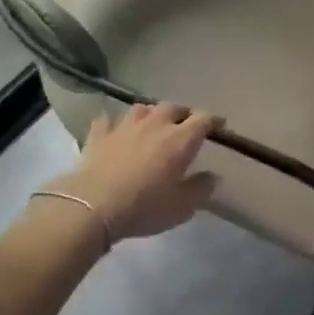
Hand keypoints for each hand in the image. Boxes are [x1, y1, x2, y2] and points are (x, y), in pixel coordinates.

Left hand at [48, 103, 218, 243]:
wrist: (93, 205)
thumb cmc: (144, 207)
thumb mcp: (182, 207)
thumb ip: (201, 188)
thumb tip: (213, 176)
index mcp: (179, 139)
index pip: (203, 120)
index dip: (213, 120)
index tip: (219, 125)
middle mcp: (154, 124)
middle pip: (173, 107)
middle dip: (183, 113)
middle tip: (186, 124)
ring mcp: (124, 126)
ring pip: (142, 108)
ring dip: (151, 114)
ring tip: (152, 123)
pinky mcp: (99, 134)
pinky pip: (108, 120)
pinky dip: (114, 123)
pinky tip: (114, 131)